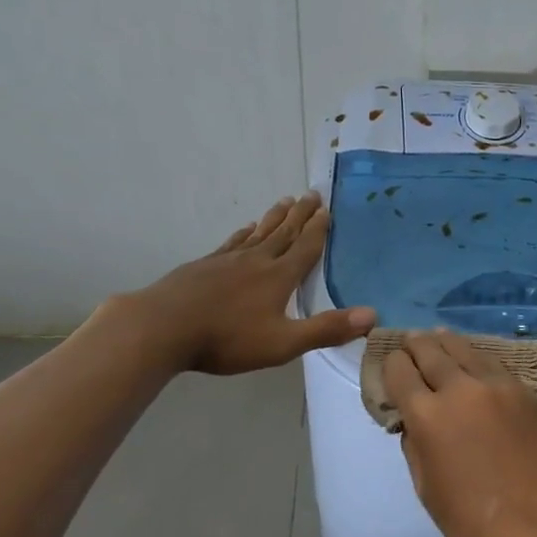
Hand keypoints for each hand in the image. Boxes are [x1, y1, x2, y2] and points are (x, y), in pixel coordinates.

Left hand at [134, 193, 375, 374]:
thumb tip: (372, 315)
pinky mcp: (204, 266)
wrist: (163, 327)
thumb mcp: (283, 343)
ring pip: (259, 233)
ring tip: (285, 201)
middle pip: (284, 232)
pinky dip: (244, 233)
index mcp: (279, 277)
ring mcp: (227, 260)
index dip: (319, 229)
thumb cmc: (227, 338)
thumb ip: (326, 329)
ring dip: (275, 218)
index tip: (327, 208)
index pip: (305, 248)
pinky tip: (246, 229)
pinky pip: (232, 243)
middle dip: (301, 215)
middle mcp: (257, 260)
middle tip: (312, 193)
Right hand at [382, 330, 536, 536]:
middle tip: (411, 340)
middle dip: (416, 344)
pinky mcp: (529, 393)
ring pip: (467, 350)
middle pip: (432, 351)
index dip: (392, 365)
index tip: (392, 364)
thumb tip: (414, 420)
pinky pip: (497, 367)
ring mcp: (500, 386)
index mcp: (429, 415)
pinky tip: (477, 364)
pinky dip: (479, 362)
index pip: (400, 371)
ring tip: (440, 337)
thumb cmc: (472, 522)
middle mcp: (462, 389)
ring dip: (448, 343)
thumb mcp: (425, 486)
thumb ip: (415, 443)